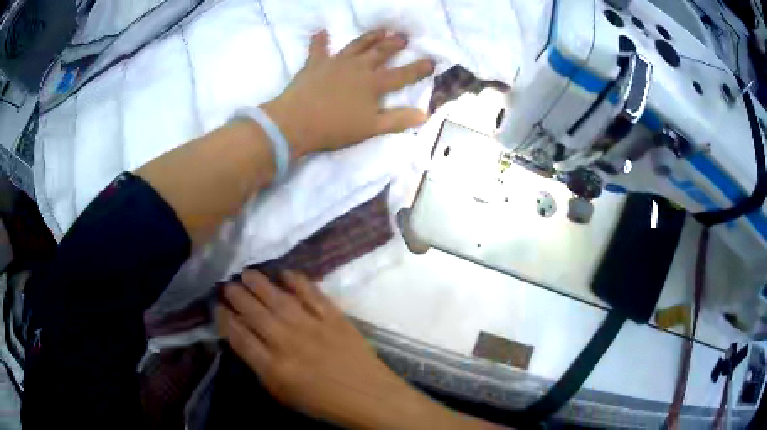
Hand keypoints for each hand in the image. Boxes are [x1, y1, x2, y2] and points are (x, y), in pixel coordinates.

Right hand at [218, 270, 491, 428]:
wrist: (369, 396)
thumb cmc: (324, 402)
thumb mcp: (284, 394)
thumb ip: (262, 368)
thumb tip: (245, 340)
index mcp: (274, 367)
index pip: (239, 338)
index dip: (225, 320)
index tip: (218, 309)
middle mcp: (288, 342)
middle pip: (254, 313)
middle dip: (237, 297)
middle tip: (228, 285)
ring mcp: (312, 327)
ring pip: (278, 299)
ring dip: (259, 284)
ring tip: (247, 273)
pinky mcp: (334, 318)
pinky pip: (312, 294)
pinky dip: (297, 281)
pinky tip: (285, 274)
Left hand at [262, 29, 434, 158]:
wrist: (295, 122)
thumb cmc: (335, 127)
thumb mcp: (370, 128)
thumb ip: (397, 119)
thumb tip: (424, 114)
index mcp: (373, 84)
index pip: (402, 74)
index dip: (418, 69)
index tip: (431, 61)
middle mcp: (357, 67)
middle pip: (380, 53)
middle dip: (394, 45)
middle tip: (403, 37)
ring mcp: (335, 62)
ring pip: (356, 45)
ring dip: (369, 37)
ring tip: (380, 30)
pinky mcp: (315, 64)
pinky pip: (318, 48)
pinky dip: (320, 40)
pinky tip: (322, 31)